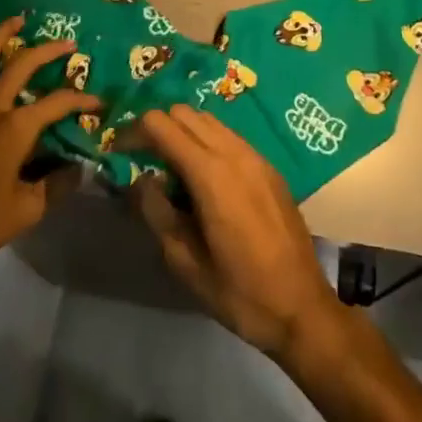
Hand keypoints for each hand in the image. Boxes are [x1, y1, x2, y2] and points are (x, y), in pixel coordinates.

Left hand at [0, 16, 98, 286]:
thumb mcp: (27, 211)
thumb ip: (58, 185)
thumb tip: (83, 168)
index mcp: (14, 129)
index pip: (57, 103)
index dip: (81, 100)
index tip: (99, 102)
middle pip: (20, 66)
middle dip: (46, 51)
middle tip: (66, 43)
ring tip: (15, 21)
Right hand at [131, 105, 342, 362]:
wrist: (303, 308)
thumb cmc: (241, 292)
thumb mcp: (186, 263)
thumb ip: (157, 213)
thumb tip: (141, 180)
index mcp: (211, 174)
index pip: (161, 125)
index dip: (133, 131)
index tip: (118, 151)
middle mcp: (234, 153)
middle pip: (183, 112)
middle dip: (156, 126)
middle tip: (140, 157)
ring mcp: (255, 156)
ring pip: (208, 119)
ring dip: (182, 130)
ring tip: (168, 165)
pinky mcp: (268, 166)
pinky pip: (228, 135)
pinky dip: (206, 140)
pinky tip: (201, 174)